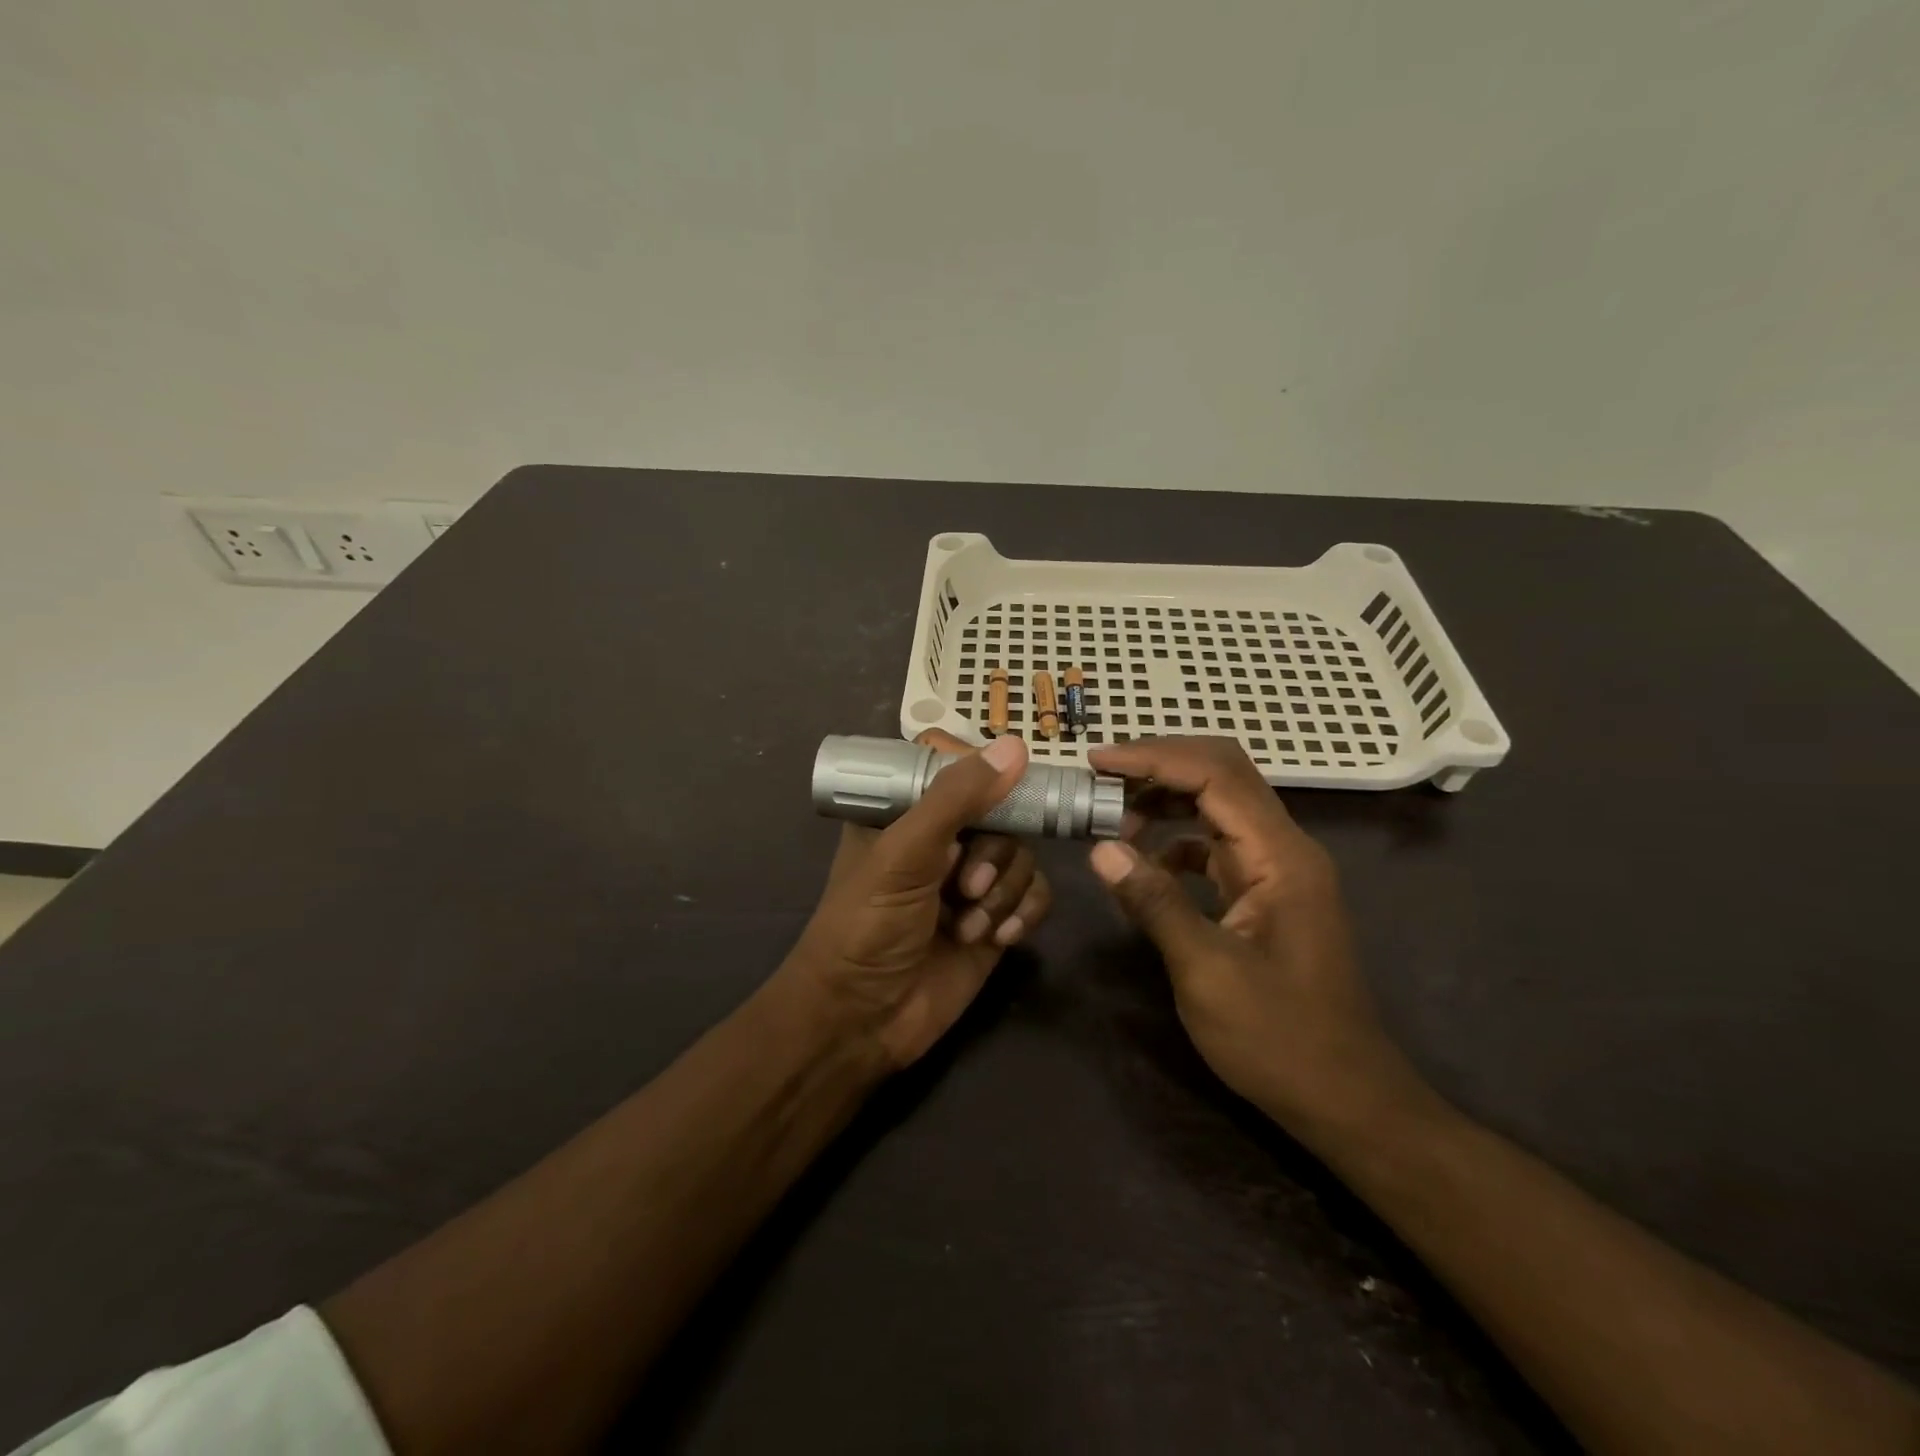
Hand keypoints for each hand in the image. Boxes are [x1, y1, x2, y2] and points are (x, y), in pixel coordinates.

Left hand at [788, 730, 1052, 1069]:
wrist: (863, 1020)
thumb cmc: (867, 925)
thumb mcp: (904, 854)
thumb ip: (956, 799)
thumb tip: (1016, 746)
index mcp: (905, 810)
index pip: (953, 764)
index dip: (980, 774)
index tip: (995, 796)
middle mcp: (941, 838)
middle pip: (1002, 811)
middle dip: (993, 853)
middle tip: (964, 885)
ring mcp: (970, 878)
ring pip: (1023, 854)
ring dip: (1003, 891)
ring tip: (971, 925)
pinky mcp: (995, 917)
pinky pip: (1035, 893)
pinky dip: (1024, 912)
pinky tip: (999, 939)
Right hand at [1086, 737, 1426, 1143]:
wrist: (1345, 1099)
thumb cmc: (1279, 1039)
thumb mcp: (1207, 971)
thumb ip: (1155, 902)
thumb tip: (1101, 848)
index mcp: (1281, 856)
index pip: (1216, 774)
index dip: (1154, 758)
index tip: (1098, 761)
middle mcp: (1284, 849)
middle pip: (1222, 774)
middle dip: (1159, 766)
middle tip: (1101, 778)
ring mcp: (1277, 871)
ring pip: (1218, 806)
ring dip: (1166, 800)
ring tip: (1113, 817)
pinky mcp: (1265, 894)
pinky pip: (1216, 846)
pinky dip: (1176, 841)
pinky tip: (1145, 867)